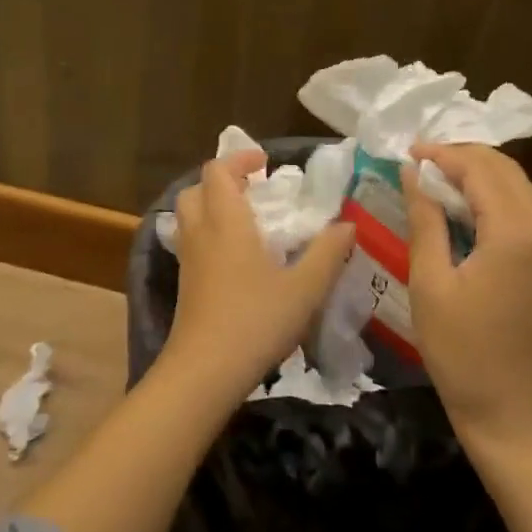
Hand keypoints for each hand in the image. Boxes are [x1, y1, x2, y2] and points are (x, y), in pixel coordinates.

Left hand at [165, 150, 356, 402]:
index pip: (217, 170)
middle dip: (222, 181)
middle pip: (196, 189)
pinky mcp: (185, 283)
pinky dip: (210, 233)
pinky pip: (191, 241)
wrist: (204, 372)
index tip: (266, 165)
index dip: (239, 159)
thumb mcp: (304, 289)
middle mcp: (201, 233)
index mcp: (226, 222)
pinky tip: (238, 258)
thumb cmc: (256, 321)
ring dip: (213, 206)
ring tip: (248, 221)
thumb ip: (327, 253)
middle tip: (255, 191)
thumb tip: (346, 225)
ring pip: (189, 215)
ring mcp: (188, 259)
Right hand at [403, 143, 531, 446]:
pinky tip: (466, 208)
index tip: (408, 152)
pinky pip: (526, 211)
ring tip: (439, 178)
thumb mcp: (430, 284)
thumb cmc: (461, 351)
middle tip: (422, 162)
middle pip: (507, 171)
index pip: (480, 170)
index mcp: (514, 234)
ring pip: (520, 188)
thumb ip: (425, 221)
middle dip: (464, 157)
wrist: (510, 412)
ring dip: (482, 174)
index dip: (443, 155)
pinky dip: (496, 197)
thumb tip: (414, 174)